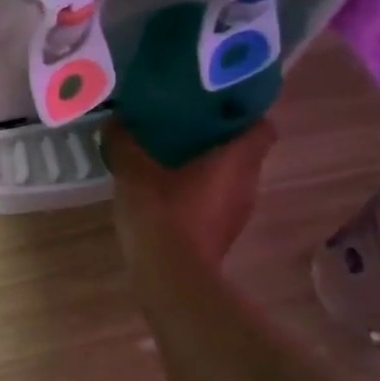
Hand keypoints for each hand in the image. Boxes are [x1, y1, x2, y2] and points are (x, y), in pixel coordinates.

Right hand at [103, 118, 276, 272]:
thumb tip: (116, 120)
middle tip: (187, 122)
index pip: (263, 127)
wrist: (171, 278)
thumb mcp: (133, 171)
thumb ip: (125, 143)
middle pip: (245, 152)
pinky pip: (217, 201)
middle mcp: (247, 183)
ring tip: (175, 153)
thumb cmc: (161, 213)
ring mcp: (237, 213)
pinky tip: (169, 189)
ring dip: (210, 166)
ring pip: (231, 178)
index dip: (246, 112)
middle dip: (220, 136)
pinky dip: (200, 191)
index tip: (219, 102)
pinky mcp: (222, 234)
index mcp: (236, 160)